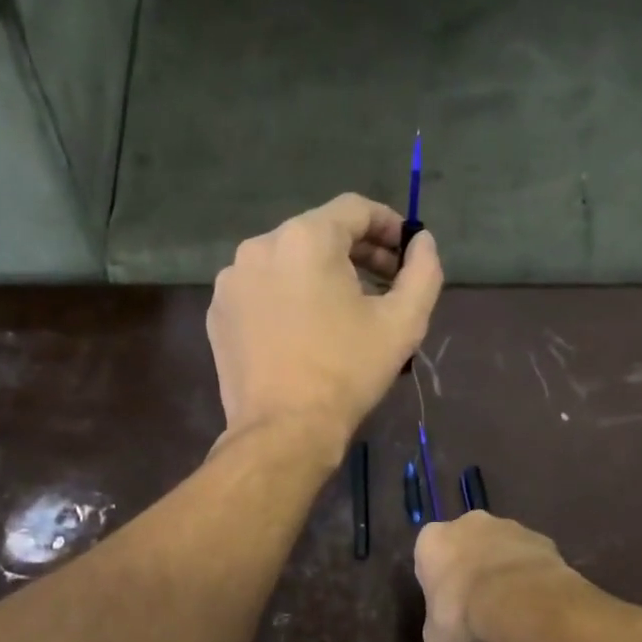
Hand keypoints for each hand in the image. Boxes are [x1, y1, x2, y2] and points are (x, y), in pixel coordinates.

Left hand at [207, 193, 442, 446]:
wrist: (283, 431)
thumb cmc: (347, 373)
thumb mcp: (404, 323)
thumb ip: (423, 272)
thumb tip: (422, 244)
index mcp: (305, 238)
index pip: (355, 210)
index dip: (388, 226)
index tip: (407, 252)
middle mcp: (260, 246)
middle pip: (318, 233)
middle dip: (357, 253)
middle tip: (385, 285)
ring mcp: (232, 281)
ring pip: (287, 262)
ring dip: (320, 275)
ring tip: (345, 311)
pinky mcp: (218, 313)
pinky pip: (261, 290)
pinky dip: (287, 297)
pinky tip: (305, 331)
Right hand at [415, 511, 573, 641]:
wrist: (519, 601)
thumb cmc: (463, 614)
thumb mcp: (438, 641)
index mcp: (432, 540)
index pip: (429, 557)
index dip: (438, 582)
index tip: (447, 606)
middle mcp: (467, 523)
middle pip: (466, 546)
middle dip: (470, 569)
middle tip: (478, 604)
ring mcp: (507, 526)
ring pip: (500, 548)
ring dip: (502, 569)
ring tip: (510, 607)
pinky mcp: (540, 537)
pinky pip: (530, 557)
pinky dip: (530, 574)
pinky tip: (533, 601)